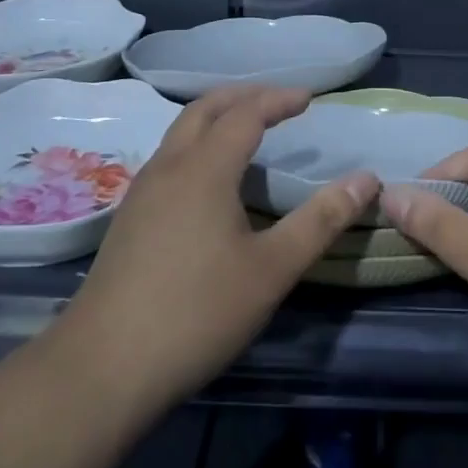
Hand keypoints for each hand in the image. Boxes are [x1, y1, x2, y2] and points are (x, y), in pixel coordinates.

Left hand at [52, 85, 378, 417]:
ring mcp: (142, 191)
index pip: (246, 113)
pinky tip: (209, 180)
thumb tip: (367, 179)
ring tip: (247, 132)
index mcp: (205, 168)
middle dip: (245, 97)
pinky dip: (198, 144)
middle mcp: (169, 166)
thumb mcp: (272, 269)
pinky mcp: (128, 218)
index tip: (308, 99)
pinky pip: (169, 156)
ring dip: (217, 117)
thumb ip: (321, 220)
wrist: (101, 370)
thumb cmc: (196, 313)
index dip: (279, 99)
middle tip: (278, 103)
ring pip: (181, 131)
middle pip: (206, 108)